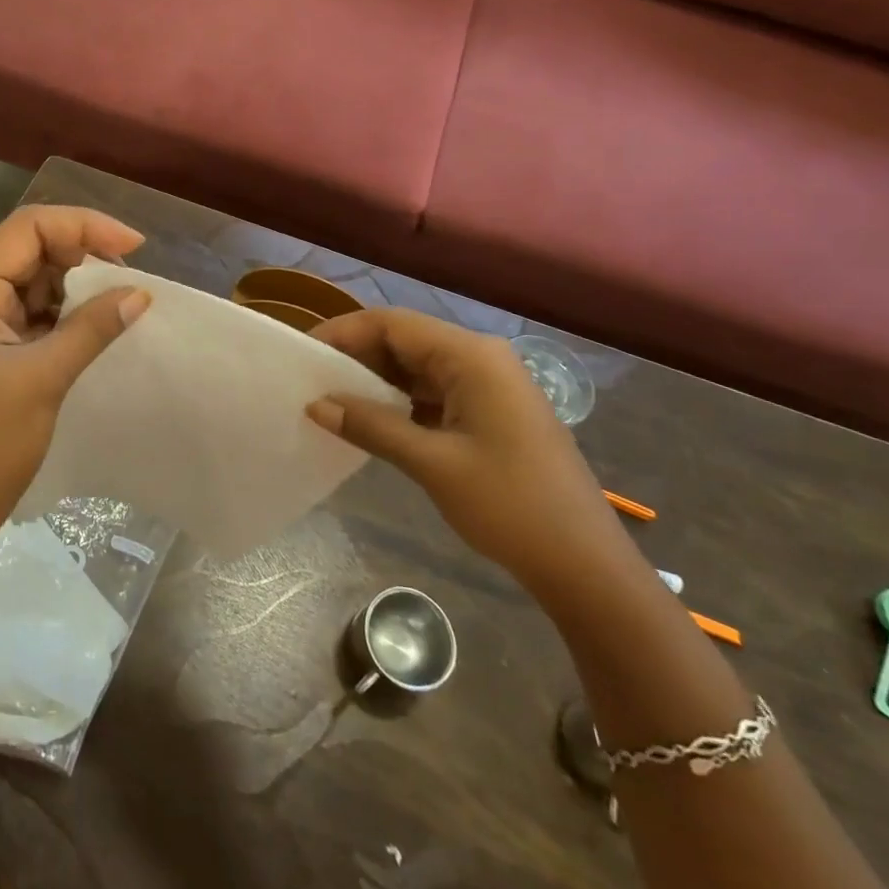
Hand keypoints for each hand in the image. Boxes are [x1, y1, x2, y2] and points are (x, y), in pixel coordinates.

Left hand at [0, 206, 150, 535]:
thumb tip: (141, 293)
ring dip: (80, 281)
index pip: (28, 230)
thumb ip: (92, 327)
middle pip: (33, 247)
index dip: (83, 226)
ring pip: (38, 277)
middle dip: (84, 252)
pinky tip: (102, 317)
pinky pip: (38, 309)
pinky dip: (70, 309)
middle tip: (131, 272)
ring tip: (124, 294)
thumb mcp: (44, 378)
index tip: (133, 246)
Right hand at [307, 309, 636, 602]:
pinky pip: (435, 390)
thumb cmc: (510, 505)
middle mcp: (481, 358)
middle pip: (406, 339)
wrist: (585, 565)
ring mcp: (490, 384)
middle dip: (357, 356)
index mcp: (471, 356)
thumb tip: (315, 405)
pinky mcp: (492, 410)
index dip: (344, 333)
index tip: (303, 354)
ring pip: (419, 366)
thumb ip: (371, 426)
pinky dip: (402, 400)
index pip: (393, 324)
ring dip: (378, 379)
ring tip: (334, 399)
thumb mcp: (432, 463)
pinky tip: (374, 420)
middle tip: (313, 380)